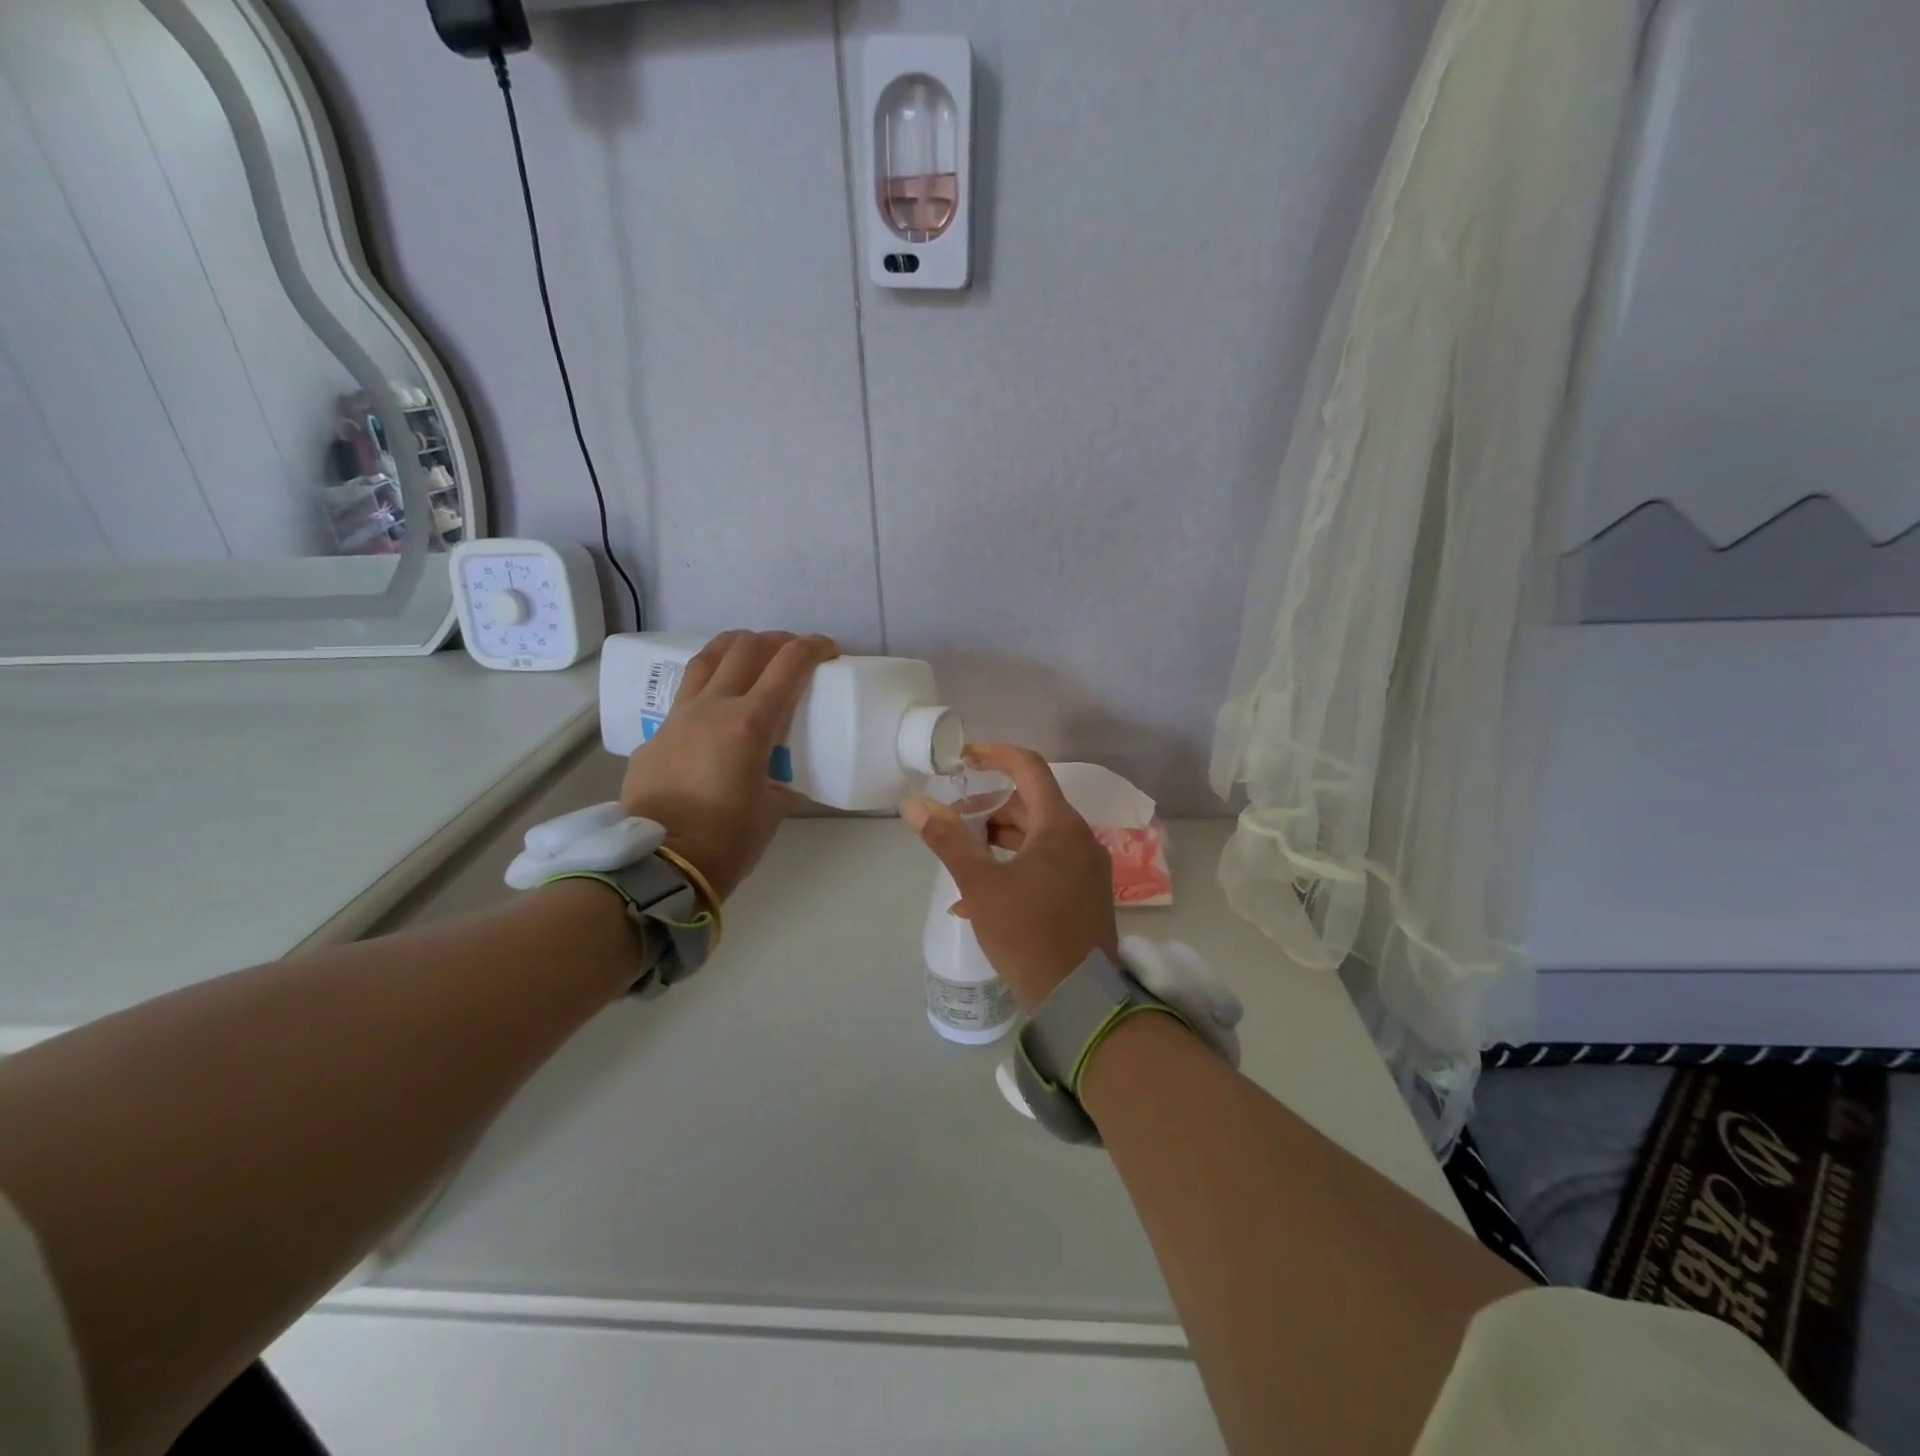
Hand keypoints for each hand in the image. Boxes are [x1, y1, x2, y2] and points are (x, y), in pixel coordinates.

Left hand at [620, 630, 838, 901]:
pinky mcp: (656, 735)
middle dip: (777, 642)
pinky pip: (685, 695)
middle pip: (746, 647)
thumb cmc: (727, 841)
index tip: (830, 651)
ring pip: (707, 658)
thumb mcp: (772, 810)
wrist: (659, 866)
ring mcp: (678, 717)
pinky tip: (716, 710)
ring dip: (736, 648)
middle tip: (793, 656)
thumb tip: (789, 780)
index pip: (788, 664)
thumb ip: (784, 783)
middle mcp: (713, 708)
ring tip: (752, 657)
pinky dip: (709, 687)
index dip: (814, 647)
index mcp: (750, 724)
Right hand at [901, 743, 1116, 1012]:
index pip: (1030, 768)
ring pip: (1039, 835)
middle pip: (1032, 804)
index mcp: (1060, 825)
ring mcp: (1087, 867)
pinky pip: (1048, 862)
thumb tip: (913, 803)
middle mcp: (1080, 838)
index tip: (965, 757)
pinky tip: (984, 895)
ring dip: (1001, 839)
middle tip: (955, 820)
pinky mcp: (1086, 892)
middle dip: (990, 807)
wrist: (1079, 998)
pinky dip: (1017, 864)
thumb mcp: (980, 885)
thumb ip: (947, 840)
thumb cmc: (1027, 933)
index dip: (996, 754)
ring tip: (965, 859)